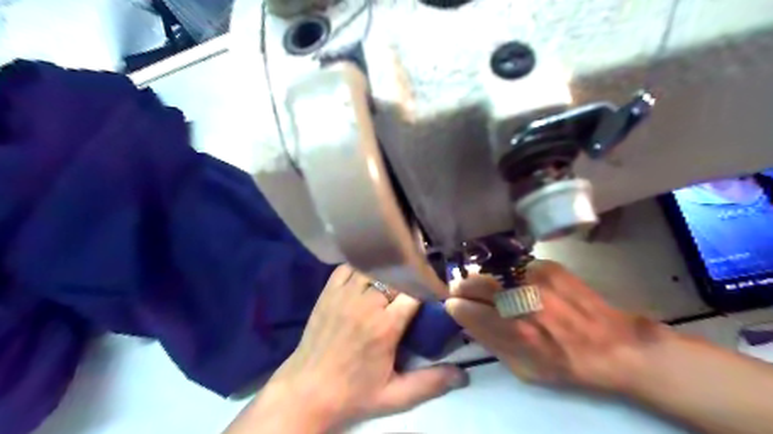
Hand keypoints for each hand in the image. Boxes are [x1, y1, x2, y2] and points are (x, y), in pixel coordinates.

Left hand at [241, 262, 467, 431]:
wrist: (306, 391)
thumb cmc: (353, 394)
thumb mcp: (395, 396)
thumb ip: (430, 383)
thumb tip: (464, 375)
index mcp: (385, 326)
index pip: (415, 291)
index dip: (428, 287)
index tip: (436, 289)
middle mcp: (366, 303)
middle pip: (396, 275)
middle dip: (410, 277)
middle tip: (417, 281)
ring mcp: (344, 293)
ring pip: (373, 266)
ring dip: (387, 269)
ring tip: (396, 274)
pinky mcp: (328, 291)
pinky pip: (349, 267)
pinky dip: (362, 265)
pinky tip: (369, 272)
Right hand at [443, 259, 668, 394]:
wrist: (613, 344)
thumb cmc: (566, 364)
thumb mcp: (523, 369)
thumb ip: (491, 342)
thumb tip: (467, 319)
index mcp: (514, 332)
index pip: (468, 310)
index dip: (455, 306)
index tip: (452, 304)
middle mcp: (521, 301)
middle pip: (477, 283)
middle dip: (462, 285)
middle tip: (459, 289)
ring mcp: (535, 279)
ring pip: (493, 271)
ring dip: (482, 277)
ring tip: (484, 285)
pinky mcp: (548, 267)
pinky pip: (515, 266)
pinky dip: (508, 274)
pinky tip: (514, 282)